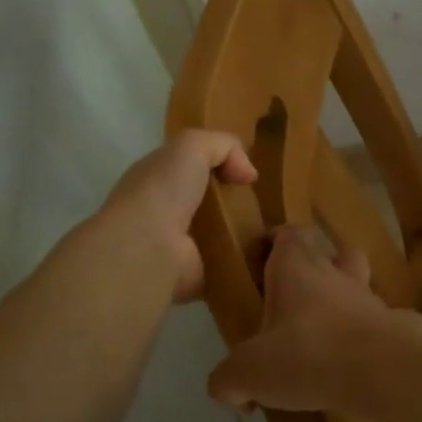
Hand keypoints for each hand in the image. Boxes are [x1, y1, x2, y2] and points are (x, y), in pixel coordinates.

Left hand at [102, 130, 257, 302]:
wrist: (147, 249)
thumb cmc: (164, 191)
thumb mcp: (192, 146)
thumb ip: (223, 146)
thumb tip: (248, 173)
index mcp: (158, 178)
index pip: (189, 167)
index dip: (219, 166)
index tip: (248, 175)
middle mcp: (164, 210)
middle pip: (206, 201)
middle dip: (235, 202)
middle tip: (266, 204)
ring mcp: (178, 245)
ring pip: (219, 233)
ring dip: (243, 233)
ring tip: (274, 231)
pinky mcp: (194, 275)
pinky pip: (226, 264)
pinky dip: (244, 263)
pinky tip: (266, 257)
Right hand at [207, 225, 400, 412]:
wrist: (382, 368)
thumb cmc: (308, 353)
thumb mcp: (248, 371)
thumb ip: (228, 379)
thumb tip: (229, 389)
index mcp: (296, 267)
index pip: (287, 233)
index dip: (274, 240)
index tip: (261, 257)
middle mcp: (334, 272)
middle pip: (327, 252)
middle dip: (310, 268)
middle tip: (289, 300)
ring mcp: (366, 297)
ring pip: (354, 282)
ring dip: (339, 298)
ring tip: (321, 331)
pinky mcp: (389, 325)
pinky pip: (369, 321)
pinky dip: (356, 335)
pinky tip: (343, 364)